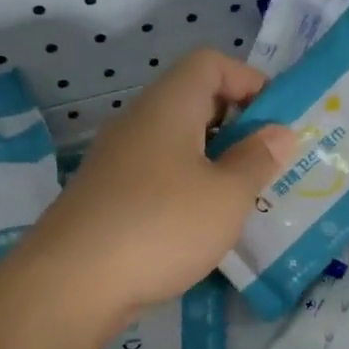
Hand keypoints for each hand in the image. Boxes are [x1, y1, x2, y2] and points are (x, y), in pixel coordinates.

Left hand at [22, 50, 295, 311]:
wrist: (69, 286)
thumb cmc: (162, 226)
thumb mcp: (227, 195)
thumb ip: (258, 159)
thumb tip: (279, 132)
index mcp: (169, 107)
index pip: (210, 62)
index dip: (248, 80)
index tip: (276, 119)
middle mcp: (139, 122)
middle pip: (194, 99)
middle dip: (237, 124)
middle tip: (268, 161)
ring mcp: (118, 160)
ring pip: (178, 140)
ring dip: (215, 158)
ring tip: (244, 195)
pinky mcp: (108, 195)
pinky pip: (160, 172)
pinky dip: (189, 184)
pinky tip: (204, 223)